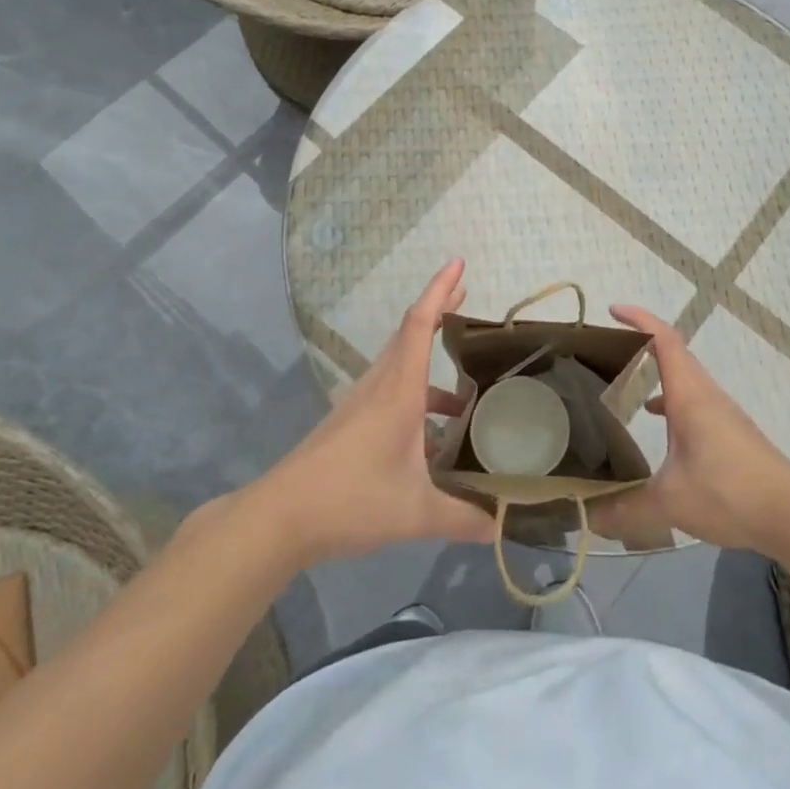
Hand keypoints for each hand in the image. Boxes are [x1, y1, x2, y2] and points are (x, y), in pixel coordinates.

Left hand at [248, 259, 497, 567]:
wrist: (280, 517)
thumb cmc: (350, 500)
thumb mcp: (416, 513)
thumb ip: (465, 518)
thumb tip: (508, 525)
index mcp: (399, 391)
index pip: (421, 323)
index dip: (440, 290)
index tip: (458, 262)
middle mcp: (380, 386)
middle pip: (410, 332)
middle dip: (439, 309)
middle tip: (466, 294)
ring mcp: (361, 403)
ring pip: (400, 362)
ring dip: (428, 353)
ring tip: (463, 375)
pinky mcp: (350, 422)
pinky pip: (391, 389)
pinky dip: (418, 392)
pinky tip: (434, 431)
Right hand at [591, 305, 789, 554]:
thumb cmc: (729, 492)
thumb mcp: (670, 502)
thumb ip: (626, 508)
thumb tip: (589, 518)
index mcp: (689, 394)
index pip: (663, 339)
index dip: (639, 319)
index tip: (613, 310)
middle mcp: (705, 394)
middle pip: (672, 353)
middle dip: (640, 344)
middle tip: (606, 351)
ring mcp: (720, 413)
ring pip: (683, 379)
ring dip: (655, 374)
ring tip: (623, 386)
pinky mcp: (729, 433)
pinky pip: (692, 402)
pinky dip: (669, 402)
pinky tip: (657, 426)